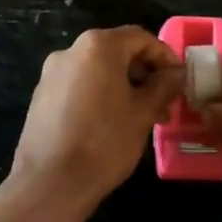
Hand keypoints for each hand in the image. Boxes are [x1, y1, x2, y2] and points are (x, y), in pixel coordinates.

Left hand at [10, 26, 183, 211]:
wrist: (49, 184)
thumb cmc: (104, 143)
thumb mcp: (143, 113)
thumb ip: (163, 86)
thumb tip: (177, 72)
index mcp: (98, 46)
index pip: (140, 38)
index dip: (164, 56)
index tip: (179, 80)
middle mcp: (71, 51)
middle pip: (117, 51)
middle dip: (144, 74)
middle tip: (163, 104)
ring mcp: (52, 73)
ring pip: (98, 70)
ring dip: (124, 87)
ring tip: (141, 118)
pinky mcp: (42, 96)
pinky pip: (79, 85)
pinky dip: (100, 95)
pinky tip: (111, 124)